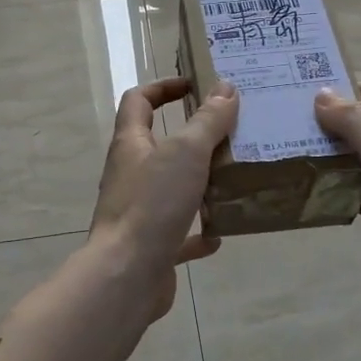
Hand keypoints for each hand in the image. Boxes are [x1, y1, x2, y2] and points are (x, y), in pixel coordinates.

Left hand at [89, 77, 239, 319]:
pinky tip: (221, 234)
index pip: (138, 101)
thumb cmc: (153, 204)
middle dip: (191, 137)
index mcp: (131, 144)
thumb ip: (208, 120)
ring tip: (233, 179)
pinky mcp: (150, 245)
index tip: (194, 85)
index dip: (163, 87)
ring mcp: (138, 211)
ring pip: (170, 188)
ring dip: (198, 183)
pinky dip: (198, 232)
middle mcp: (130, 174)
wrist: (127, 275)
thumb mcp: (186, 152)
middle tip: (228, 132)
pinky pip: (178, 233)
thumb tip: (225, 87)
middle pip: (157, 145)